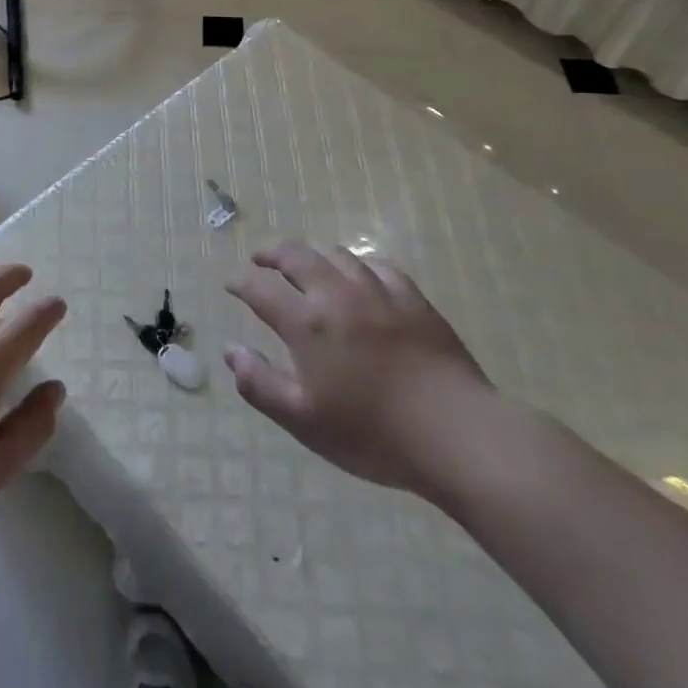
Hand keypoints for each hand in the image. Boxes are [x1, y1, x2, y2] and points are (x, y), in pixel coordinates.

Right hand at [223, 241, 494, 498]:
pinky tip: (359, 274)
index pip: (261, 289)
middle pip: (297, 256)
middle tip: (260, 259)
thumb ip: (261, 384)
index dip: (241, 283)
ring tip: (305, 264)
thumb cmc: (372, 433)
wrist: (456, 433)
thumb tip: (231, 352)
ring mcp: (379, 293)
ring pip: (338, 255)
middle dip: (272, 254)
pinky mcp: (414, 300)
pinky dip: (358, 264)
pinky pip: (379, 267)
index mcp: (307, 323)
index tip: (230, 284)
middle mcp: (337, 295)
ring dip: (313, 255)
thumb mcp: (303, 420)